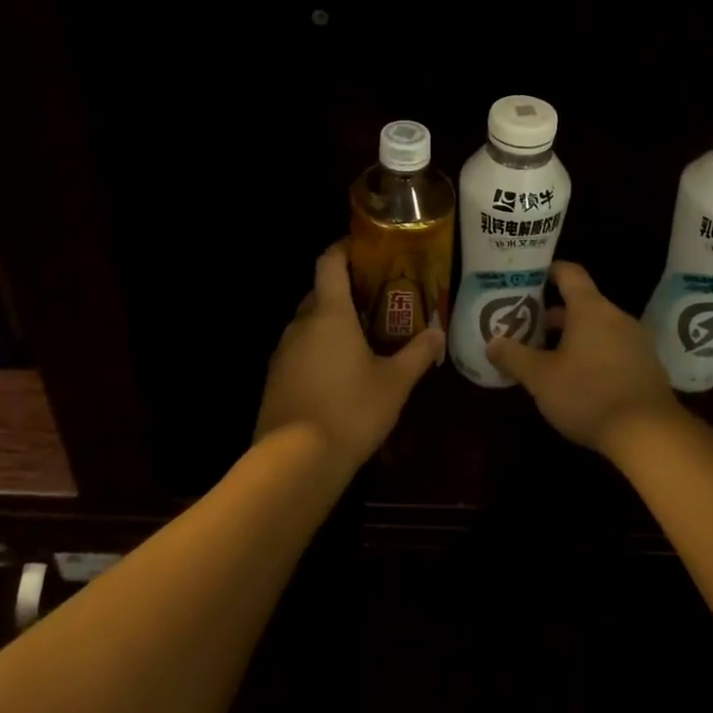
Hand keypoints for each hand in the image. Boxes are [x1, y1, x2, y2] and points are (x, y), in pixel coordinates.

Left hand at [254, 239, 442, 472]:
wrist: (294, 463)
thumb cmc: (350, 410)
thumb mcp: (394, 384)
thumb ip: (417, 354)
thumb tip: (438, 332)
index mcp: (330, 314)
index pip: (329, 263)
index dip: (343, 249)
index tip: (363, 249)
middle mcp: (301, 325)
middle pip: (319, 293)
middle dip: (343, 292)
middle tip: (374, 300)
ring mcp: (282, 353)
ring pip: (307, 324)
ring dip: (329, 325)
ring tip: (360, 338)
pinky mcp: (274, 380)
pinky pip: (298, 352)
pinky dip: (317, 351)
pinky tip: (337, 374)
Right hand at [486, 260, 682, 458]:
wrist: (650, 433)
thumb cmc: (589, 395)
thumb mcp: (541, 379)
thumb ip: (514, 357)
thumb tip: (492, 342)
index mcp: (590, 309)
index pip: (570, 273)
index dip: (549, 271)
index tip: (530, 279)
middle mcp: (616, 316)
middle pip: (582, 303)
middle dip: (555, 314)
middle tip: (528, 327)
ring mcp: (636, 340)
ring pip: (599, 327)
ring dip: (574, 336)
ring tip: (550, 356)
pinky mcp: (647, 365)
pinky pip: (614, 347)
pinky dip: (595, 353)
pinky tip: (581, 379)